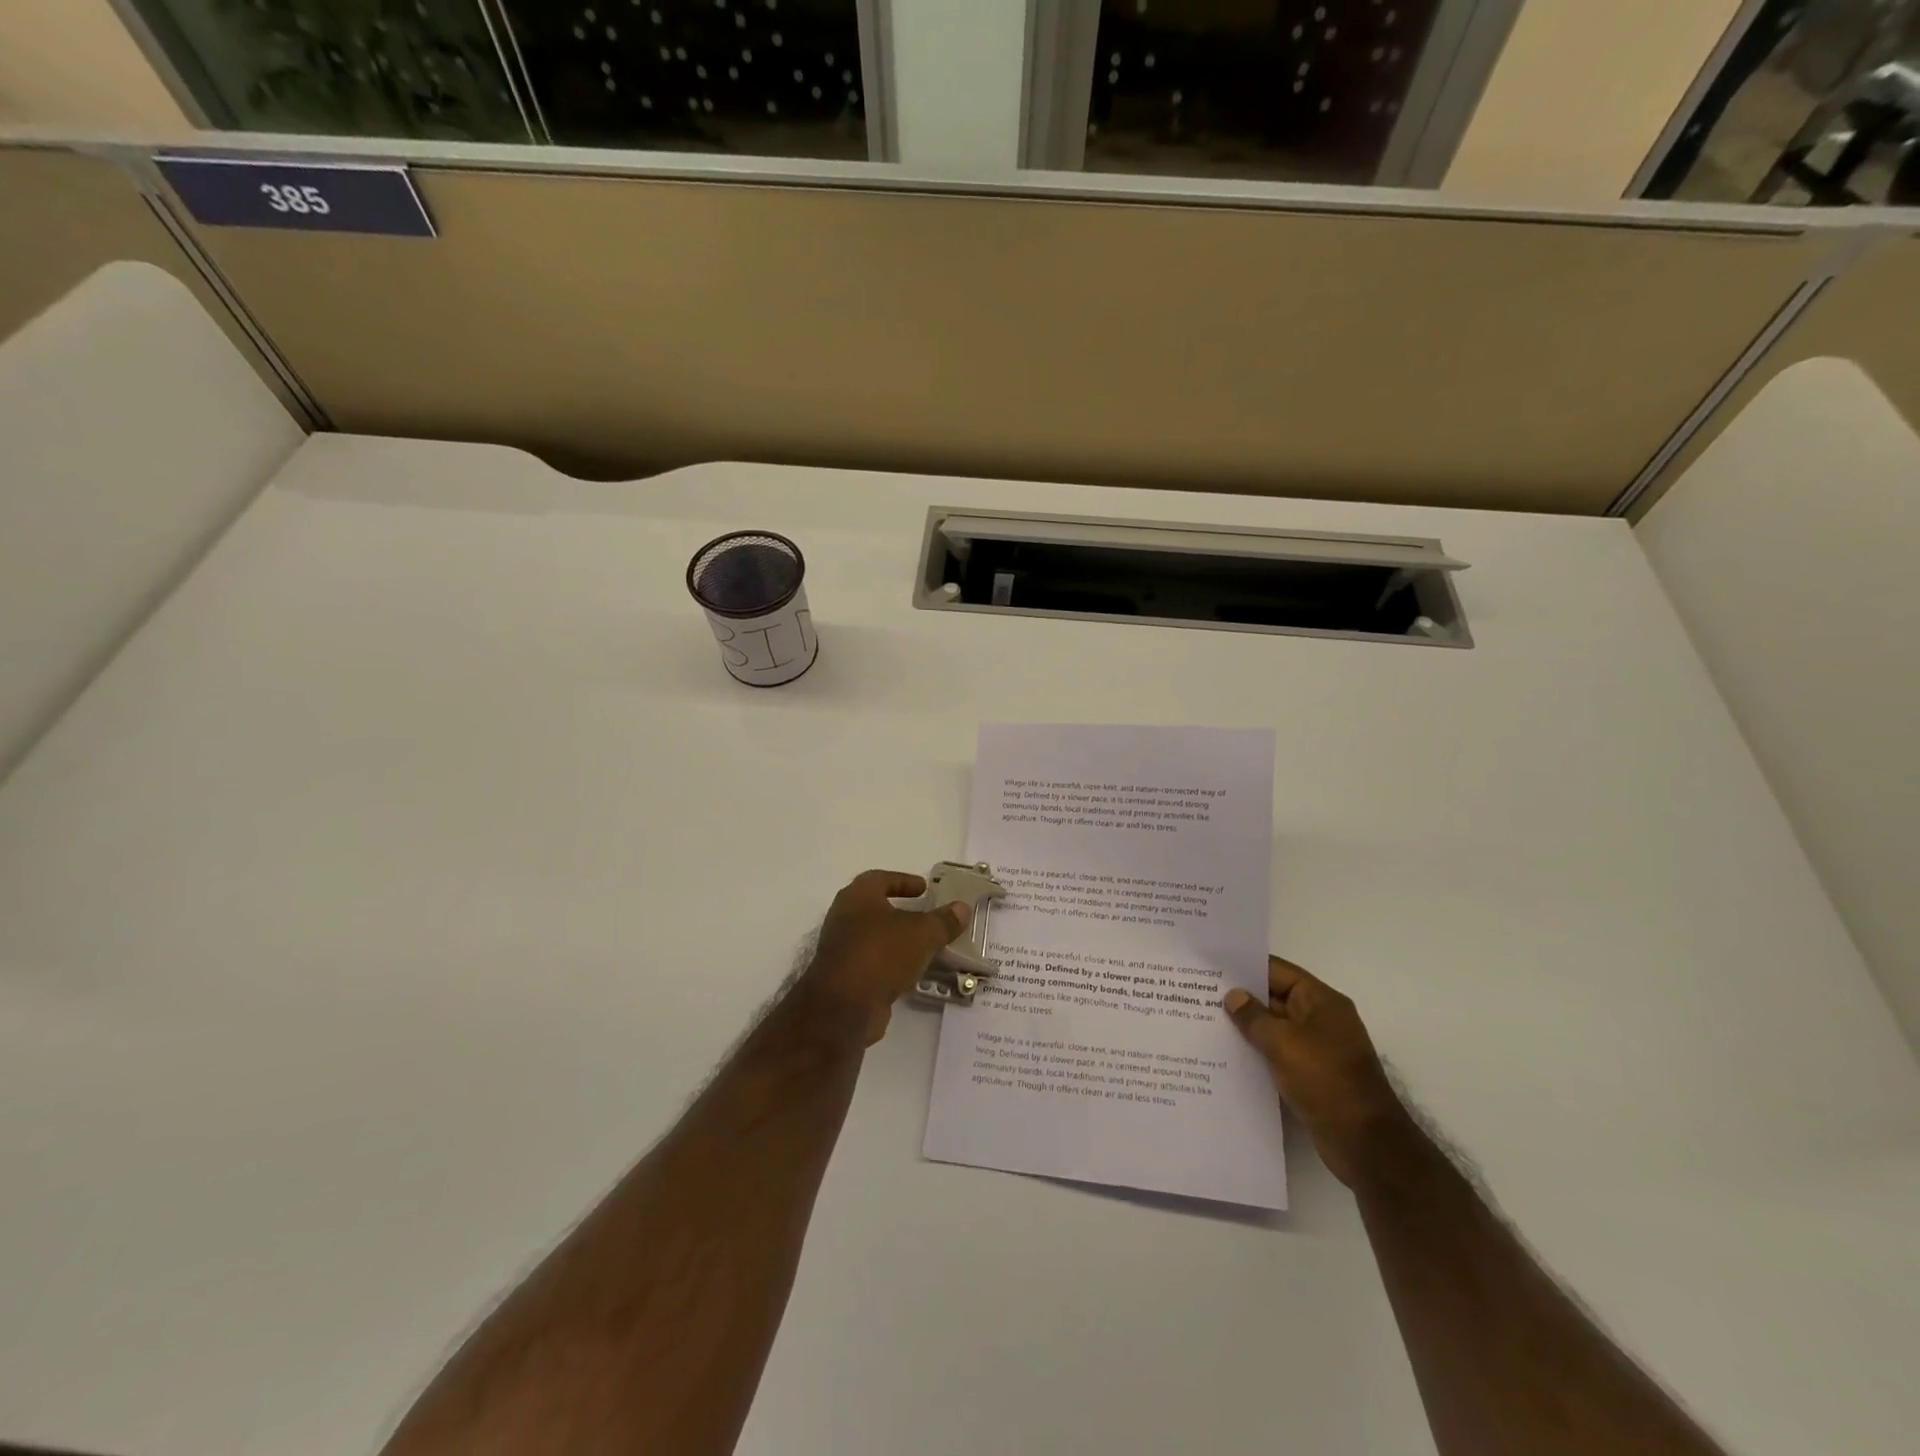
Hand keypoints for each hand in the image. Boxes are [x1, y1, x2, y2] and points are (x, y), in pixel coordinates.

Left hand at [794, 870, 972, 1045]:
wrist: (844, 1007)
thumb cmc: (881, 954)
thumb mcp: (922, 933)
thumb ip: (943, 920)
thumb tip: (963, 907)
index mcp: (857, 897)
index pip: (880, 879)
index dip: (903, 881)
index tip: (925, 889)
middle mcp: (844, 918)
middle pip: (875, 908)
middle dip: (901, 911)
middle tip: (926, 916)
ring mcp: (842, 949)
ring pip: (875, 938)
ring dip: (898, 940)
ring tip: (926, 946)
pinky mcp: (845, 978)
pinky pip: (873, 963)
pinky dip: (892, 963)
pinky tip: (913, 972)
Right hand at [1224, 956, 1410, 1186]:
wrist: (1365, 1143)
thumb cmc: (1325, 1080)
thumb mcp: (1283, 1042)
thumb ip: (1253, 1017)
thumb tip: (1233, 996)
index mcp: (1321, 1002)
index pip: (1278, 971)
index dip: (1245, 967)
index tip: (1212, 967)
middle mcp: (1321, 1020)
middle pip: (1275, 998)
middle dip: (1241, 997)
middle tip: (1199, 994)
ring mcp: (1317, 1049)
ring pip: (1274, 1028)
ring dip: (1247, 1027)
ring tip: (1206, 1022)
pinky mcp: (1311, 1075)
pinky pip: (1278, 1054)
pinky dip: (1257, 1052)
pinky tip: (1227, 1055)